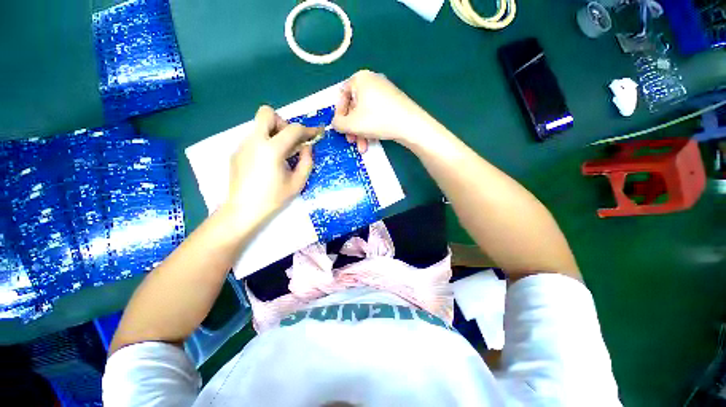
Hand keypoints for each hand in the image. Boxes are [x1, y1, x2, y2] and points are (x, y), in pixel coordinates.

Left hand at [222, 106, 316, 228]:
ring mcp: (242, 145)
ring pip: (259, 126)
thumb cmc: (273, 198)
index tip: (316, 133)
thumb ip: (306, 161)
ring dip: (273, 134)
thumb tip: (307, 147)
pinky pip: (253, 139)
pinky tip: (267, 163)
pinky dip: (264, 144)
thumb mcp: (297, 182)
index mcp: (272, 149)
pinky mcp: (236, 152)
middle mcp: (254, 141)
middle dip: (283, 123)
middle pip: (267, 113)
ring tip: (280, 155)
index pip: (293, 129)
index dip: (308, 130)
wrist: (243, 210)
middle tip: (290, 140)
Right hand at [332, 70, 433, 152]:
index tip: (340, 128)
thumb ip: (338, 123)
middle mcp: (372, 81)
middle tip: (351, 141)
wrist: (410, 124)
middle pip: (354, 107)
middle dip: (351, 127)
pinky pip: (375, 114)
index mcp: (360, 79)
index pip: (342, 95)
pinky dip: (371, 128)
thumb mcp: (352, 124)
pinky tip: (370, 142)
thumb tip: (335, 123)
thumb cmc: (377, 120)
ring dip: (360, 132)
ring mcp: (384, 92)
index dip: (339, 113)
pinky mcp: (392, 103)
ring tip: (362, 148)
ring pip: (365, 114)